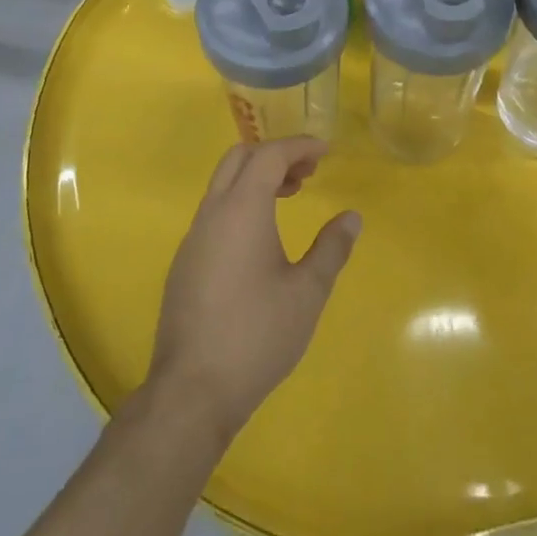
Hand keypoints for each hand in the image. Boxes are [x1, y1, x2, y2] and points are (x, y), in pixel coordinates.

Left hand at [146, 138, 359, 441]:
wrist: (193, 389)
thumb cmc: (257, 335)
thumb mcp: (307, 292)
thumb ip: (331, 248)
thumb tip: (352, 217)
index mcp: (241, 210)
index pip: (269, 155)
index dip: (299, 146)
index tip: (326, 151)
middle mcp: (212, 214)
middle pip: (239, 159)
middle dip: (275, 155)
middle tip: (308, 172)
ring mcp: (193, 238)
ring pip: (223, 185)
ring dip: (256, 179)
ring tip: (290, 197)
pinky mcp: (185, 263)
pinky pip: (214, 212)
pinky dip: (241, 202)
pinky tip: (261, 237)